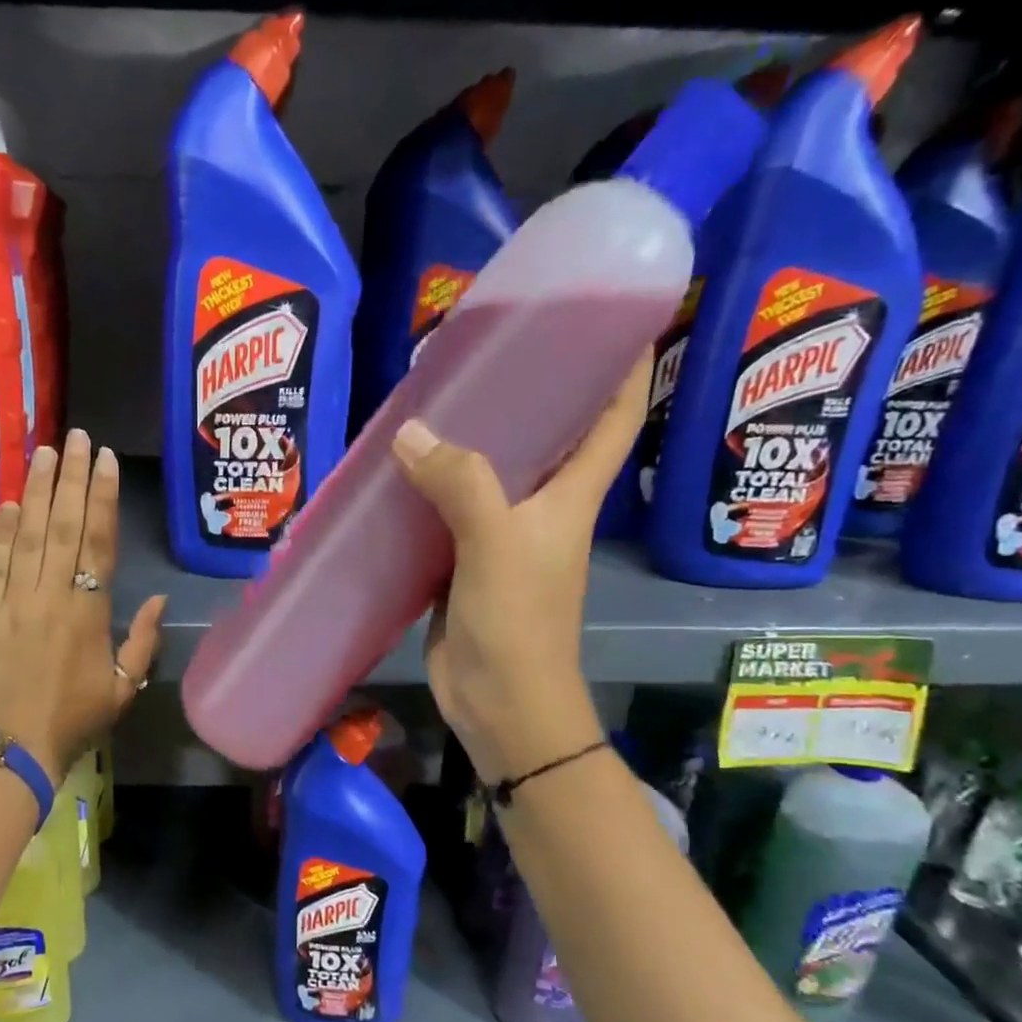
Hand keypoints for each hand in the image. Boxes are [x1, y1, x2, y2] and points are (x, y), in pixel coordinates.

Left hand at [0, 428, 167, 781]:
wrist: (10, 750)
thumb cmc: (74, 722)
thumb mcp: (124, 689)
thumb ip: (143, 643)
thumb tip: (158, 601)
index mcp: (89, 613)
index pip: (98, 542)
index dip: (103, 497)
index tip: (105, 460)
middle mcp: (51, 596)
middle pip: (62, 525)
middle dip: (71, 477)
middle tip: (76, 436)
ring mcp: (11, 602)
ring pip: (26, 535)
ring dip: (36, 490)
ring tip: (44, 451)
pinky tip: (8, 502)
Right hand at [389, 352, 650, 780]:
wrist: (500, 703)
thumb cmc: (519, 622)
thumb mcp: (496, 544)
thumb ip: (460, 484)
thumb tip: (411, 431)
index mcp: (571, 495)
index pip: (615, 419)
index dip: (625, 367)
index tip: (613, 317)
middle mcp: (541, 509)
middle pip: (545, 437)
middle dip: (527, 391)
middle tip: (486, 347)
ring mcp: (499, 537)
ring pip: (486, 475)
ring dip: (465, 441)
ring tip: (429, 398)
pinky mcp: (461, 564)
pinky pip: (445, 514)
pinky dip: (426, 490)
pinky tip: (395, 470)